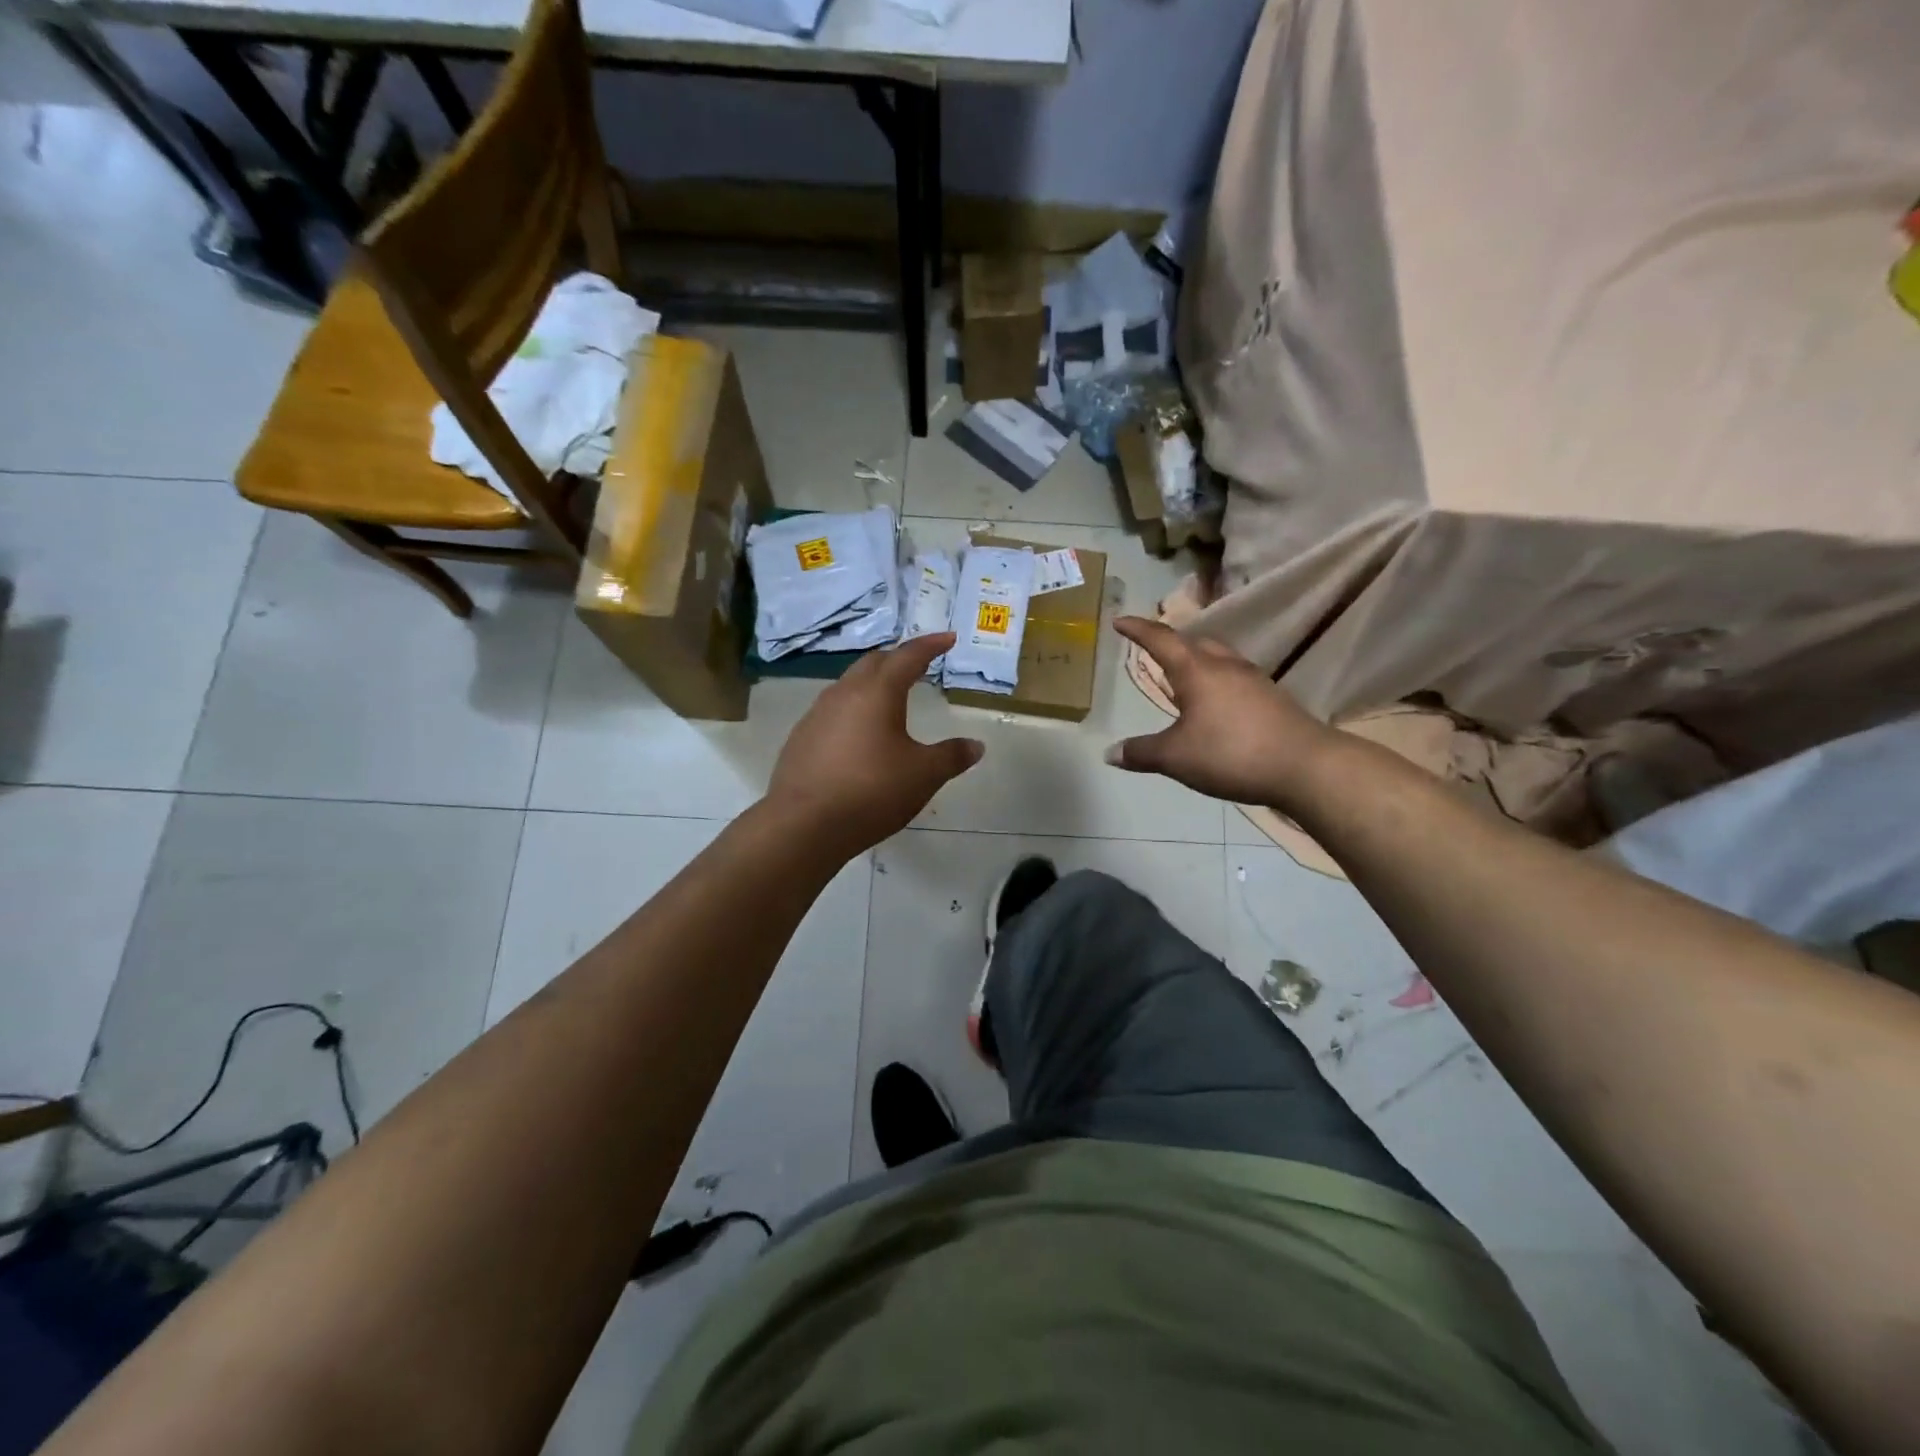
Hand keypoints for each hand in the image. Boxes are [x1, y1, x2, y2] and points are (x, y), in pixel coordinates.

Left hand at [766, 633, 984, 855]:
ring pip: (849, 685)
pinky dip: (854, 710)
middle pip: (874, 663)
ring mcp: (817, 714)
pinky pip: (833, 711)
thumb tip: (976, 745)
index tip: (948, 638)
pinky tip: (860, 734)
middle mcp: (844, 693)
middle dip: (898, 659)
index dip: (930, 645)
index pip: (908, 656)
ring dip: (873, 684)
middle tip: (919, 665)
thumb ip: (952, 756)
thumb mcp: (923, 775)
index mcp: (877, 692)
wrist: (804, 824)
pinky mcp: (801, 738)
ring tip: (891, 698)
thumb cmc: (872, 791)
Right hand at [1108, 617, 1334, 809]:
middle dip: (1171, 642)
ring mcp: (1254, 681)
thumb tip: (1110, 753)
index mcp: (1197, 671)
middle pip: (1195, 643)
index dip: (1138, 629)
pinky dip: (1217, 682)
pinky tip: (1215, 704)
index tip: (1120, 621)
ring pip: (1218, 659)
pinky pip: (1235, 679)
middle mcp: (1226, 666)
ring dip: (1197, 661)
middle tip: (1153, 649)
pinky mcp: (1272, 699)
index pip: (1161, 640)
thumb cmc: (1231, 752)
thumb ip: (1142, 752)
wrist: (1306, 766)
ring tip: (1183, 677)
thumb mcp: (1176, 757)